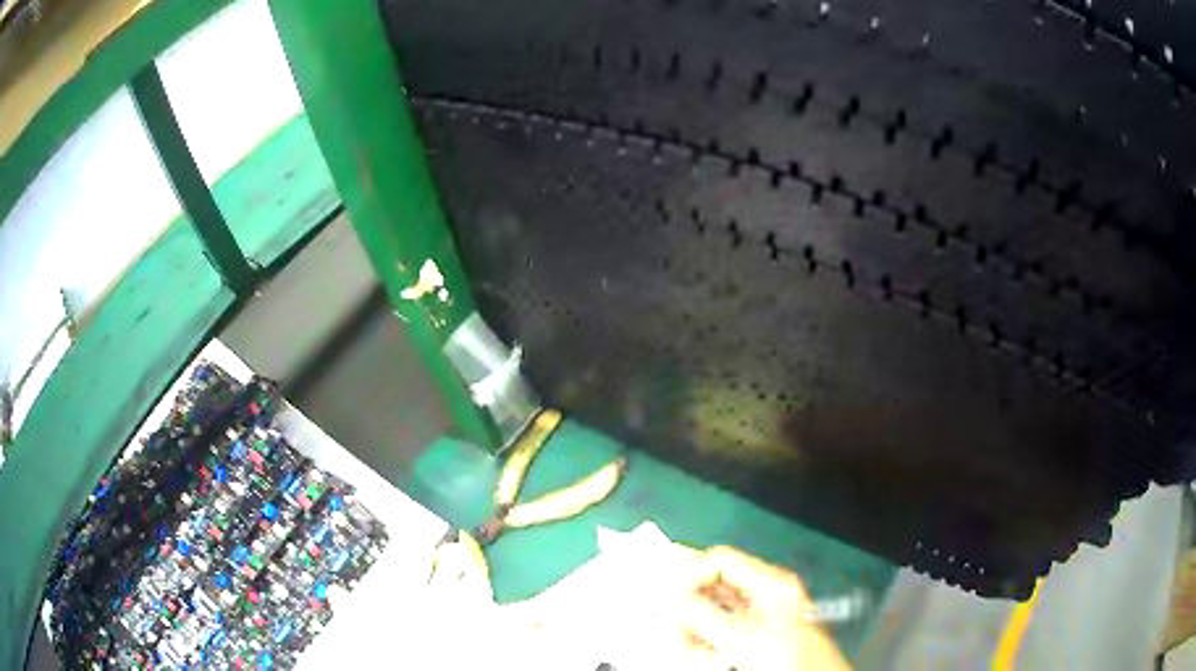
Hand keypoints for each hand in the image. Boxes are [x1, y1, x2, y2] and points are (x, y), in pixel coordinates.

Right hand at [673, 545, 850, 670]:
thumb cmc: (787, 657)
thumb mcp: (743, 637)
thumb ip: (704, 615)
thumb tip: (671, 598)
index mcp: (771, 583)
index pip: (720, 560)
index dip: (691, 574)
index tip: (670, 598)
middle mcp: (766, 592)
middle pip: (715, 585)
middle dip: (689, 605)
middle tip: (670, 625)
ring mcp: (763, 614)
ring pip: (715, 609)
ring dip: (693, 626)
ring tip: (683, 645)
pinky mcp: (758, 634)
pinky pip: (722, 627)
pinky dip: (706, 638)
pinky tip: (698, 652)